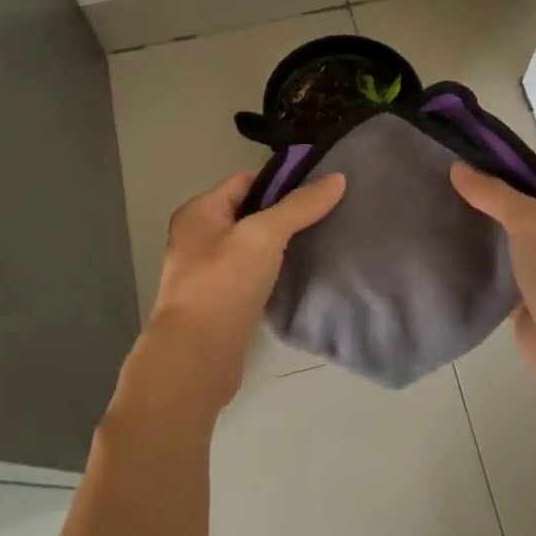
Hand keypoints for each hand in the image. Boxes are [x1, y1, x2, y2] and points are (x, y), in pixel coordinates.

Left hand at [133, 169, 346, 416]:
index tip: (320, 186)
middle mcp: (198, 237)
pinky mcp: (222, 302)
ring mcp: (208, 272)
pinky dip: (276, 272)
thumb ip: (300, 206)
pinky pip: (254, 275)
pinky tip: (302, 273)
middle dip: (286, 213)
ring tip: (322, 239)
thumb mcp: (265, 234)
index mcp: (199, 212)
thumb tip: (338, 178)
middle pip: (250, 212)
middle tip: (327, 212)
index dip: (281, 181)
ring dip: (282, 244)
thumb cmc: (224, 283)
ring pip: (253, 247)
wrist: (197, 357)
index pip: (245, 181)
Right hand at [450, 162, 535, 401]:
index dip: (504, 169)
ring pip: (511, 241)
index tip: (464, 164)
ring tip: (441, 214)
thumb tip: (458, 167)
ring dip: (484, 233)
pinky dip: (483, 263)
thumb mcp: (532, 223)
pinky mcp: (532, 297)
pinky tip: (451, 251)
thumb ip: (495, 195)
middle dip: (489, 201)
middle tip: (445, 189)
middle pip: (523, 209)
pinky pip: (503, 270)